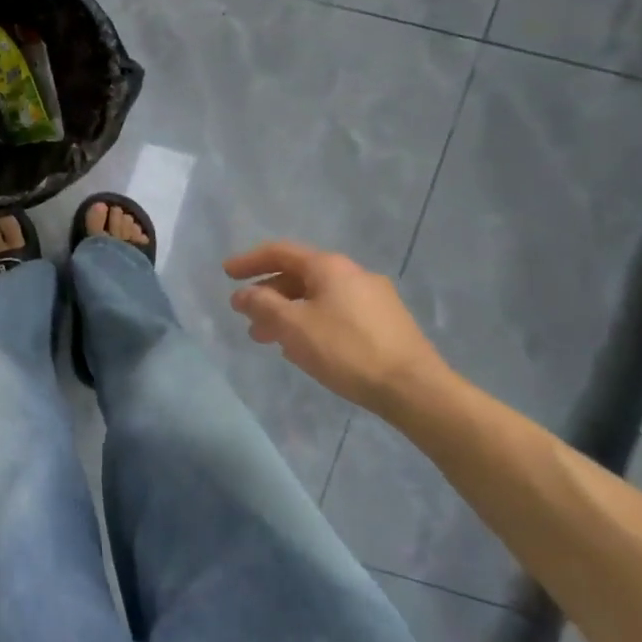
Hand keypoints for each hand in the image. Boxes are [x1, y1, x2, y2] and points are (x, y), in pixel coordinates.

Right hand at [224, 241, 448, 413]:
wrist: (415, 389)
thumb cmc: (346, 350)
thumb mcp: (293, 326)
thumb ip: (262, 304)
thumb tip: (244, 293)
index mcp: (330, 267)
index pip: (280, 252)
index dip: (250, 261)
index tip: (226, 273)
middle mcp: (353, 274)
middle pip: (299, 275)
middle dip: (267, 294)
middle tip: (245, 316)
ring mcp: (374, 298)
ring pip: (317, 297)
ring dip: (287, 312)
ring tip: (269, 339)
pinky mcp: (386, 322)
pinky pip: (336, 312)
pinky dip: (310, 321)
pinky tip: (303, 347)